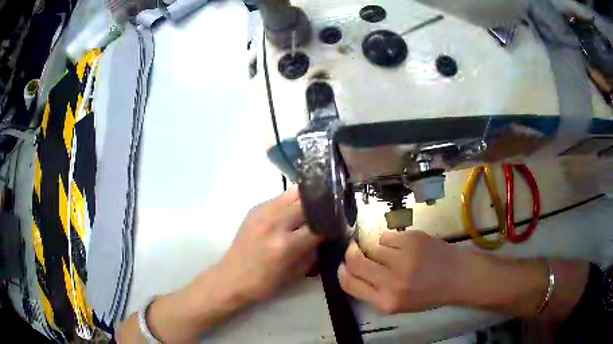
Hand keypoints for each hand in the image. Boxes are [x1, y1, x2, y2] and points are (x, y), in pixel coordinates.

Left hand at [216, 187, 322, 303]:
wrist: (231, 277)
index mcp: (286, 245)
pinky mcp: (254, 209)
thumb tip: (325, 237)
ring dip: (306, 200)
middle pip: (307, 203)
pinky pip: (279, 197)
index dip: (331, 226)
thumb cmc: (264, 282)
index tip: (338, 226)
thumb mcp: (295, 274)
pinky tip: (293, 210)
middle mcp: (275, 223)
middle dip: (320, 208)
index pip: (318, 227)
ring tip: (313, 207)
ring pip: (293, 193)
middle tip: (327, 213)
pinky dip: (290, 201)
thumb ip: (313, 253)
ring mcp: (263, 213)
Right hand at [338, 230, 467, 313]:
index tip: (343, 265)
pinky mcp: (412, 239)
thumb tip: (352, 271)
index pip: (349, 283)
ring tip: (388, 251)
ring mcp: (403, 258)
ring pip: (371, 246)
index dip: (342, 271)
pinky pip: (387, 236)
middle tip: (354, 250)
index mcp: (385, 302)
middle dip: (351, 253)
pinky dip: (390, 240)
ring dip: (374, 248)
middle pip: (355, 261)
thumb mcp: (398, 304)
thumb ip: (373, 292)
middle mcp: (391, 282)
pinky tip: (402, 246)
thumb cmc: (428, 294)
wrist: (458, 277)